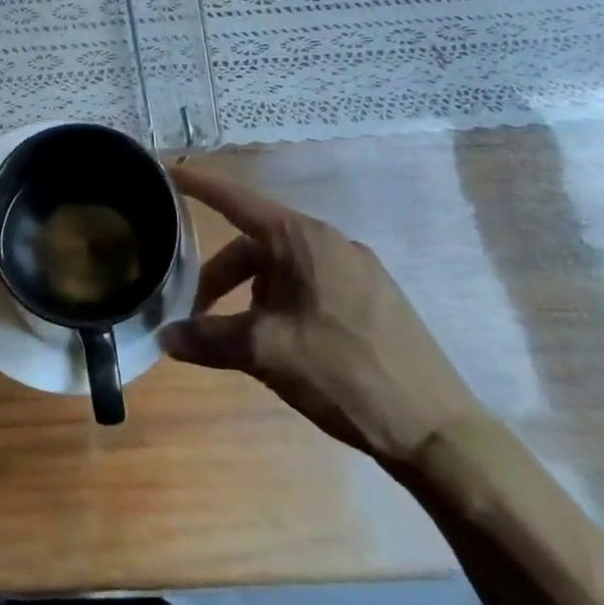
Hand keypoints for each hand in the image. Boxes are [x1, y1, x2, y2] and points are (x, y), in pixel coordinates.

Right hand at [159, 165, 485, 465]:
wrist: (439, 432)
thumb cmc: (344, 373)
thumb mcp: (266, 352)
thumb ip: (209, 338)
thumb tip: (165, 337)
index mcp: (302, 239)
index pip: (236, 199)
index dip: (198, 185)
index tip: (165, 172)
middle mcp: (330, 241)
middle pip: (255, 245)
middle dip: (220, 276)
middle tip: (197, 314)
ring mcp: (357, 269)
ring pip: (283, 268)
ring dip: (251, 294)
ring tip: (241, 336)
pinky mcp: (374, 298)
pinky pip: (311, 284)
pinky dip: (282, 302)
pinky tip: (283, 342)